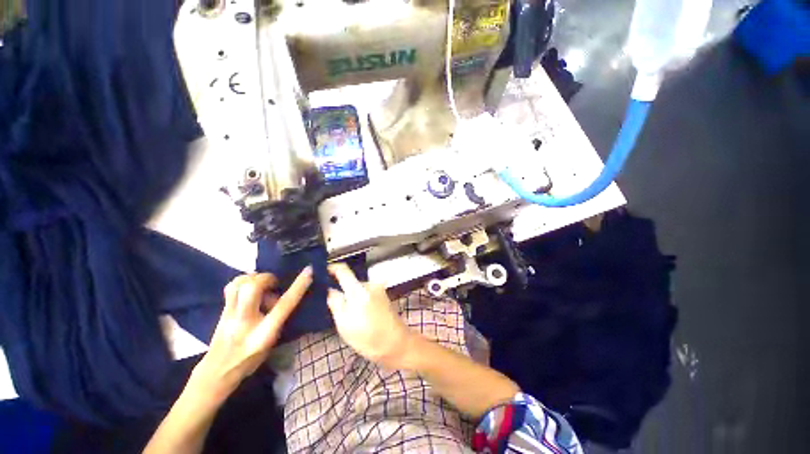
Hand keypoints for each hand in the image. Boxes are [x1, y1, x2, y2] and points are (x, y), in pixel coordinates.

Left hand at [190, 268, 312, 400]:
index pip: (284, 305)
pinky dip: (242, 282)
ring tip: (261, 284)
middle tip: (274, 283)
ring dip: (253, 278)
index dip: (298, 286)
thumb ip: (279, 319)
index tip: (309, 271)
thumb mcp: (272, 342)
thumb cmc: (250, 359)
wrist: (217, 371)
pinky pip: (231, 287)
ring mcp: (229, 314)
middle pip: (253, 288)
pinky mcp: (221, 310)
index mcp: (263, 332)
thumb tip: (281, 298)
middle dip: (266, 278)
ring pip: (238, 284)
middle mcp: (245, 321)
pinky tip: (249, 289)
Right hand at [326, 263, 412, 368]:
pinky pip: (365, 293)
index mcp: (358, 289)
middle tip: (331, 302)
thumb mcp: (344, 323)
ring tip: (346, 312)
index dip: (332, 268)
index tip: (322, 273)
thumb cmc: (367, 336)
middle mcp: (369, 284)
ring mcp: (378, 289)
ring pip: (357, 288)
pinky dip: (359, 299)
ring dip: (351, 296)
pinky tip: (358, 314)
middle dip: (341, 288)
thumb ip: (335, 302)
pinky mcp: (382, 295)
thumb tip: (329, 289)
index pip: (343, 269)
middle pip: (350, 280)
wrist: (396, 342)